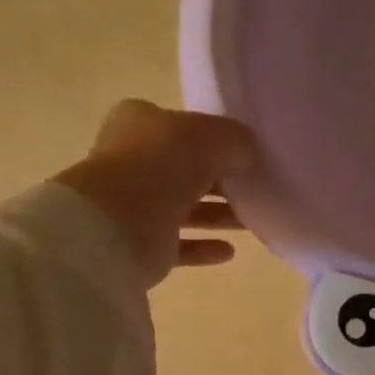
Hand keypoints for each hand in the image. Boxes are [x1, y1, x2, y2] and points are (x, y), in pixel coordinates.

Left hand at [52, 100, 258, 288]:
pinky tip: (230, 250)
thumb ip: (236, 141)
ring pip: (186, 207)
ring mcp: (136, 204)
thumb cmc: (161, 166)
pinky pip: (181, 244)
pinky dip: (204, 247)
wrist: (119, 225)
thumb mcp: (209, 137)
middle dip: (221, 180)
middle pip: (186, 169)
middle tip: (255, 190)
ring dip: (219, 214)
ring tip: (252, 221)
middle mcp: (134, 161)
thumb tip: (250, 154)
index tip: (245, 155)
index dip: (213, 139)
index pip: (182, 127)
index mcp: (139, 124)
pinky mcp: (143, 244)